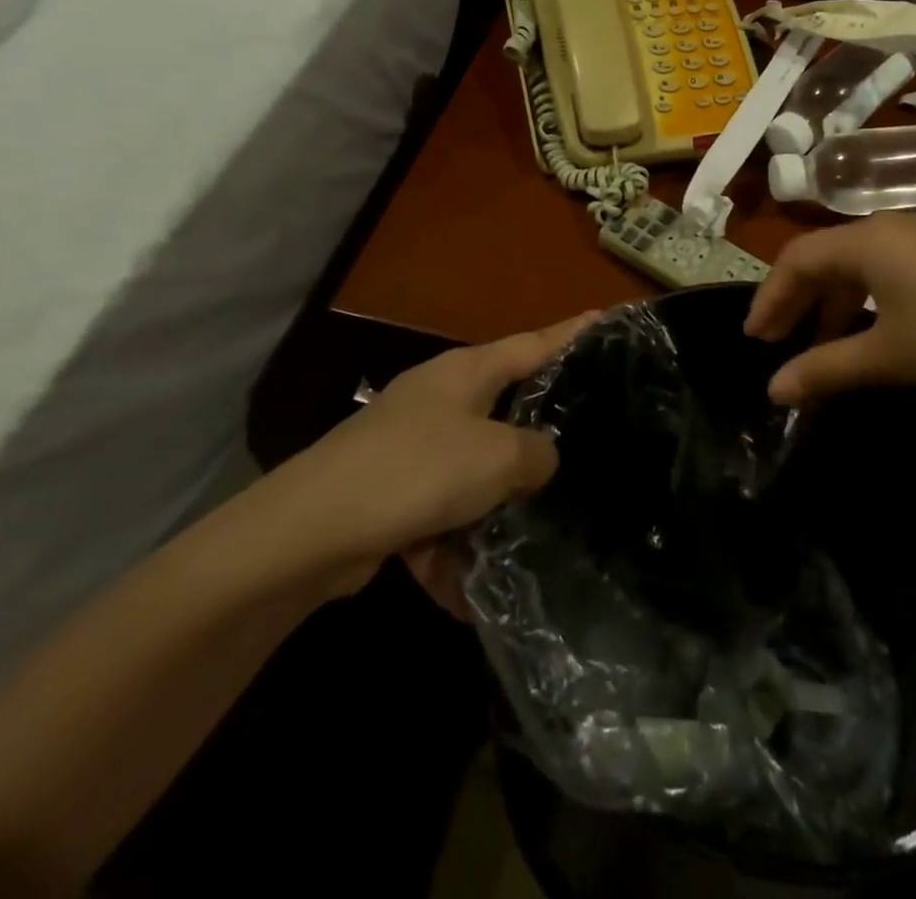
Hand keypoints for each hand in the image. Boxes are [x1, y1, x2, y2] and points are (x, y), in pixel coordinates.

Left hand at [240, 313, 596, 595]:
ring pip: (475, 472)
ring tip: (536, 540)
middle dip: (540, 432)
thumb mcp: (497, 457)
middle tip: (590, 440)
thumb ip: (537, 453)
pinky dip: (453, 551)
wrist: (308, 533)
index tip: (607, 318)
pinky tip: (468, 596)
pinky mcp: (391, 494)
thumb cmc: (416, 471)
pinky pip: (440, 517)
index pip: (535, 342)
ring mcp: (412, 446)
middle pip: (506, 408)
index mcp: (467, 373)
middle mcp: (441, 400)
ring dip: (496, 511)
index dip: (574, 332)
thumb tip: (541, 459)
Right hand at [745, 212, 915, 404]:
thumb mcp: (886, 356)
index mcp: (865, 240)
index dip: (769, 298)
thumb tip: (773, 390)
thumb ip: (824, 369)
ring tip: (812, 345)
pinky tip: (860, 334)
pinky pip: (880, 272)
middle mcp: (885, 228)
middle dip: (794, 300)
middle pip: (821, 258)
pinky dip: (858, 301)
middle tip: (773, 343)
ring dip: (827, 304)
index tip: (753, 339)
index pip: (796, 260)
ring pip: (852, 266)